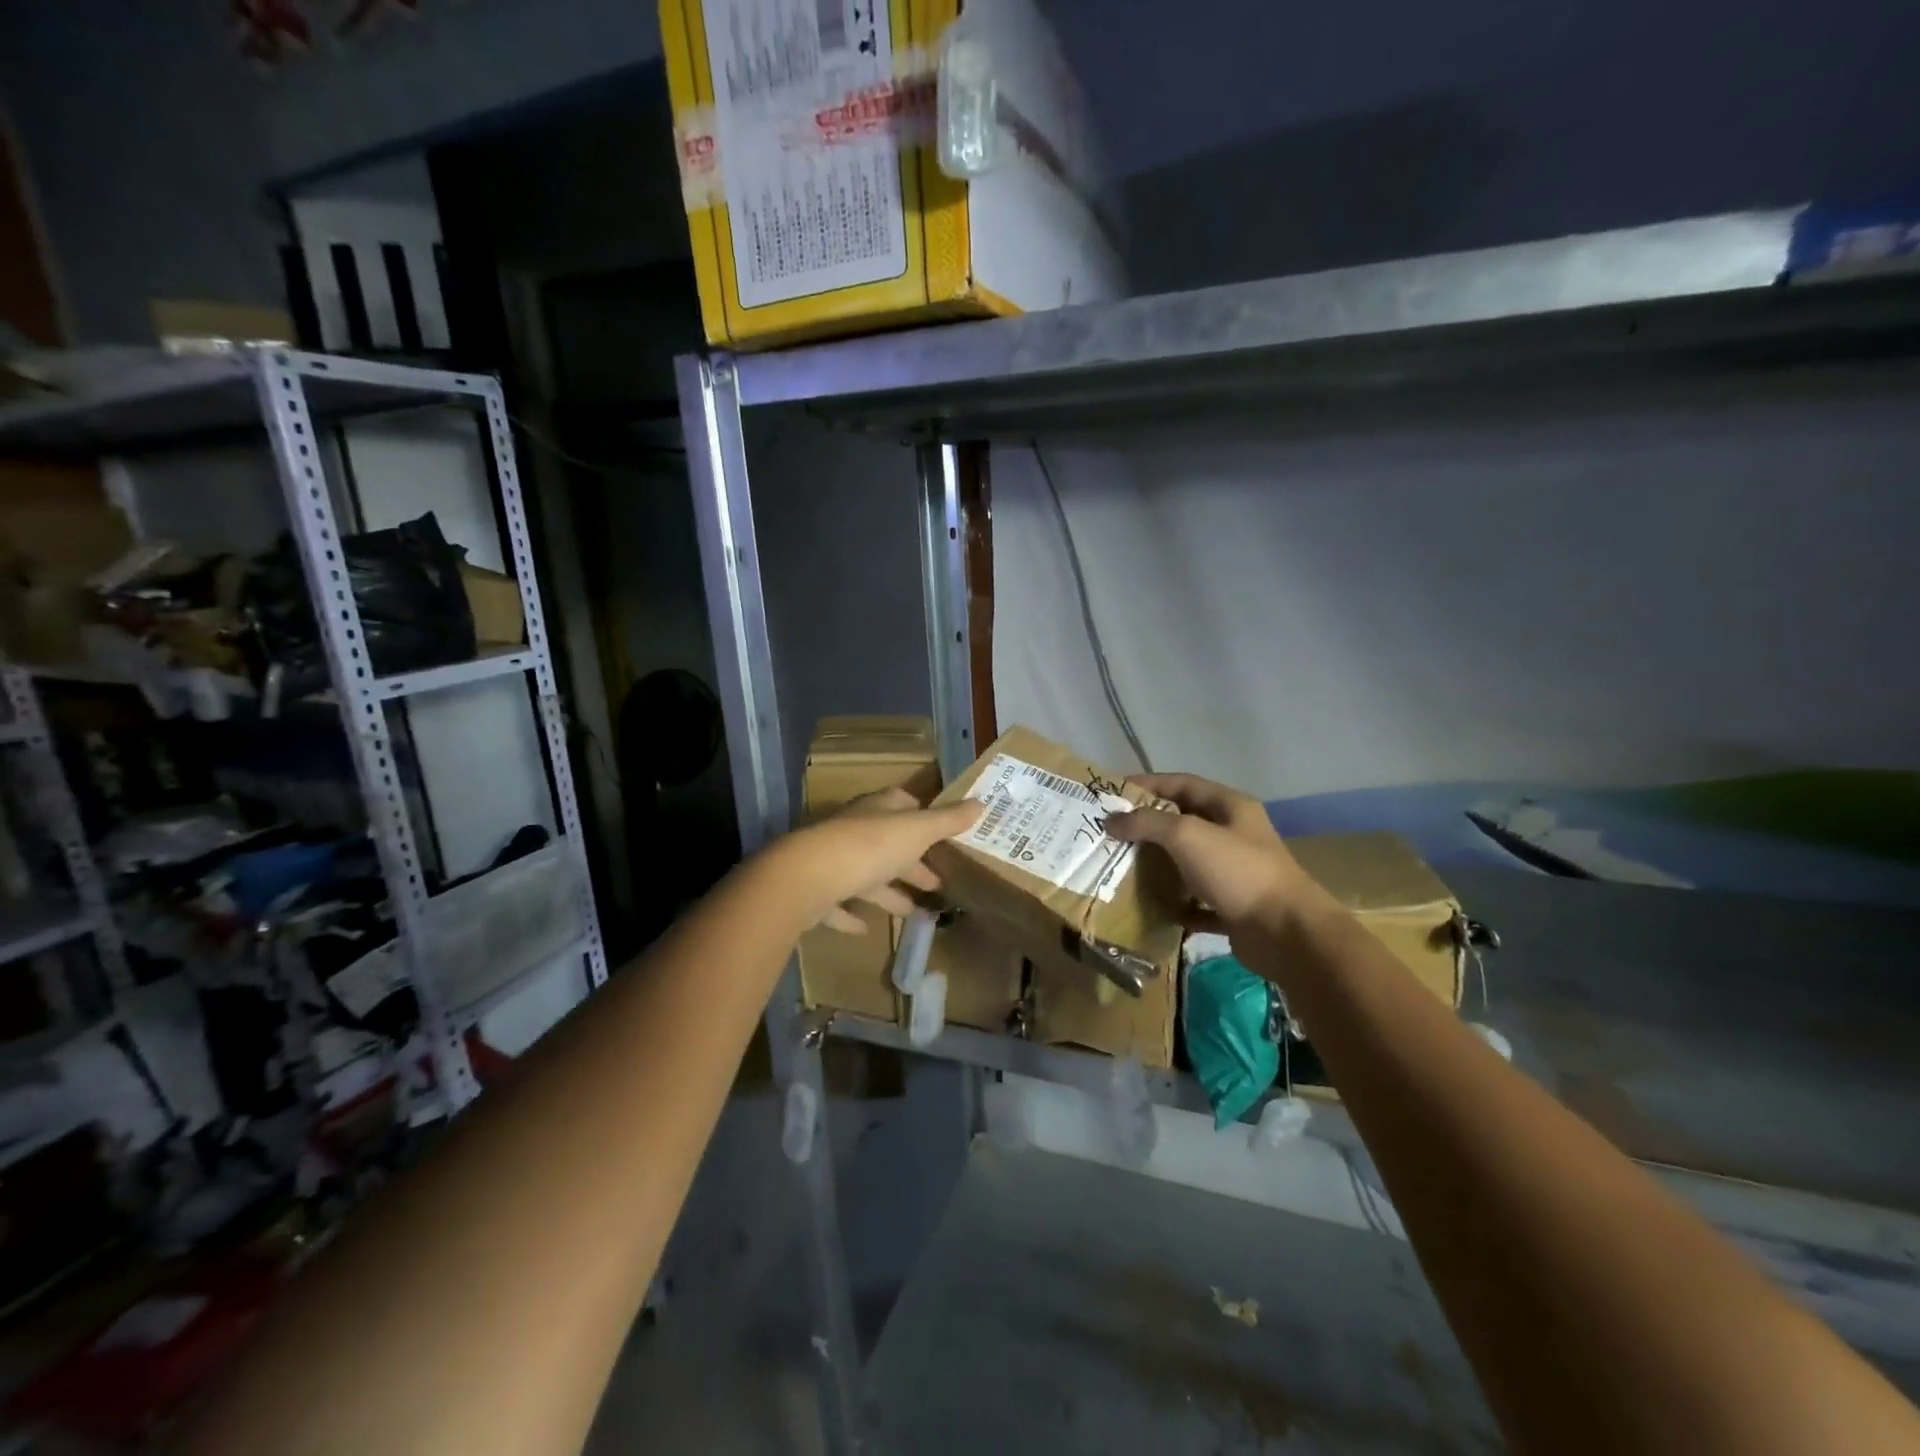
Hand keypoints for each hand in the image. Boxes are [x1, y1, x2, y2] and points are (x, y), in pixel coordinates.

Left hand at [779, 788, 982, 933]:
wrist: (806, 878)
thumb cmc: (869, 848)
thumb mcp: (916, 831)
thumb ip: (947, 821)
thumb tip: (980, 803)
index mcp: (877, 812)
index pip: (901, 803)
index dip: (922, 814)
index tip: (942, 830)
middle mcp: (853, 831)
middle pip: (888, 844)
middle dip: (912, 862)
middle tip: (937, 881)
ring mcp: (832, 861)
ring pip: (865, 875)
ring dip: (888, 891)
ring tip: (913, 910)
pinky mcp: (816, 893)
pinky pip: (838, 904)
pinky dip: (852, 915)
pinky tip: (865, 929)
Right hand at [1105, 772, 1326, 931]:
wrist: (1286, 935)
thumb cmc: (1238, 872)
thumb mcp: (1187, 836)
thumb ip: (1147, 823)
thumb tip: (1111, 820)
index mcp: (1230, 808)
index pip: (1183, 783)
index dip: (1148, 784)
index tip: (1113, 792)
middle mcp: (1235, 835)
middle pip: (1184, 822)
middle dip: (1148, 826)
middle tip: (1112, 832)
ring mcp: (1236, 873)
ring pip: (1189, 862)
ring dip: (1159, 865)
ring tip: (1123, 867)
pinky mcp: (1234, 908)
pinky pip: (1197, 901)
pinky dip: (1176, 903)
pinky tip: (1154, 907)